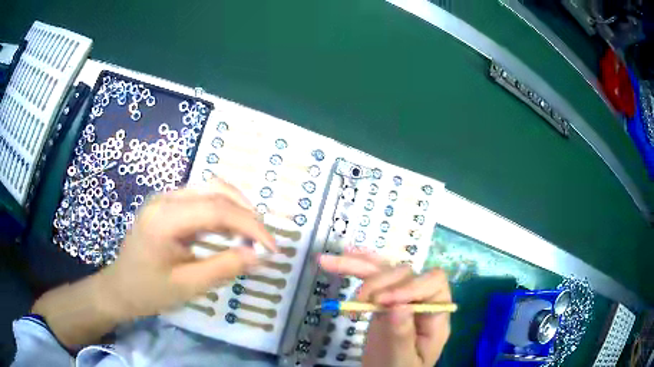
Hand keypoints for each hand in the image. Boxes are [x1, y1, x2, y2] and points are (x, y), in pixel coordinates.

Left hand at [100, 178, 276, 319]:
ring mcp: (165, 199)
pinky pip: (201, 199)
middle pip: (215, 190)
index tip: (272, 247)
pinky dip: (222, 211)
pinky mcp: (167, 205)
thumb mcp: (187, 286)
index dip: (250, 225)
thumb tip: (258, 256)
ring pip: (210, 189)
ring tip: (251, 234)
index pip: (217, 209)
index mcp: (165, 218)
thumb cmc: (149, 291)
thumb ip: (224, 267)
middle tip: (263, 239)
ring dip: (236, 208)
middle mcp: (165, 199)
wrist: (120, 288)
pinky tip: (230, 230)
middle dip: (246, 212)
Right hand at [319, 250, 450, 366]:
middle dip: (378, 282)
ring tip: (328, 262)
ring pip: (384, 271)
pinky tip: (340, 258)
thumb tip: (398, 306)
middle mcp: (420, 300)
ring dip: (357, 265)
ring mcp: (400, 298)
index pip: (433, 284)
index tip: (382, 301)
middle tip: (358, 301)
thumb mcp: (402, 360)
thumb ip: (402, 335)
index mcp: (436, 315)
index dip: (409, 287)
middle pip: (405, 274)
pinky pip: (370, 278)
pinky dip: (355, 267)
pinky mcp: (382, 300)